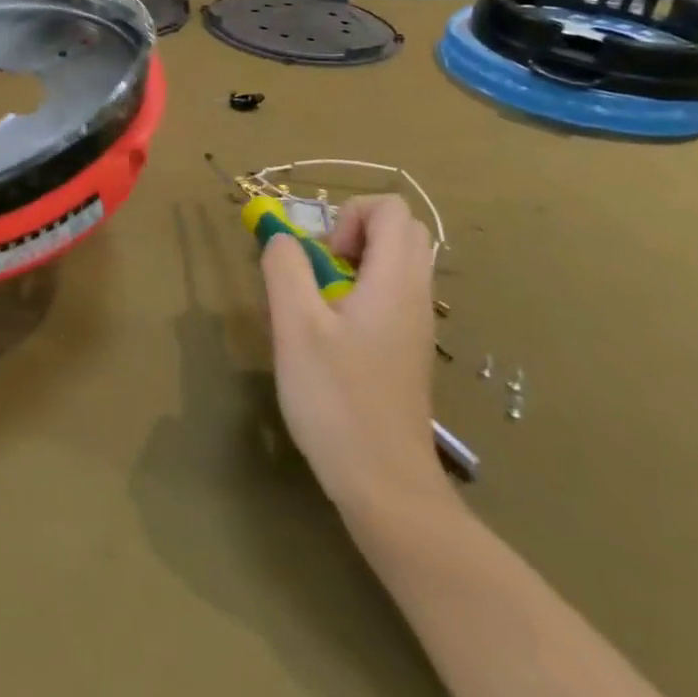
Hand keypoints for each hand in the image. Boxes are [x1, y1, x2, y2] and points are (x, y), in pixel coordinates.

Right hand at [262, 194, 444, 511]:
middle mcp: (416, 295)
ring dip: (356, 264)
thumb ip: (285, 268)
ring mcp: (416, 326)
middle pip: (401, 231)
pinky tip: (333, 335)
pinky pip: (392, 296)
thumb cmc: (338, 400)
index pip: (391, 209)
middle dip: (354, 233)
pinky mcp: (408, 351)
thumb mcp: (295, 327)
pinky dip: (363, 293)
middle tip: (322, 270)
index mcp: (396, 280)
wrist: (387, 487)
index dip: (349, 215)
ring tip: (321, 303)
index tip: (323, 256)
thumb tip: (281, 237)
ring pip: (397, 264)